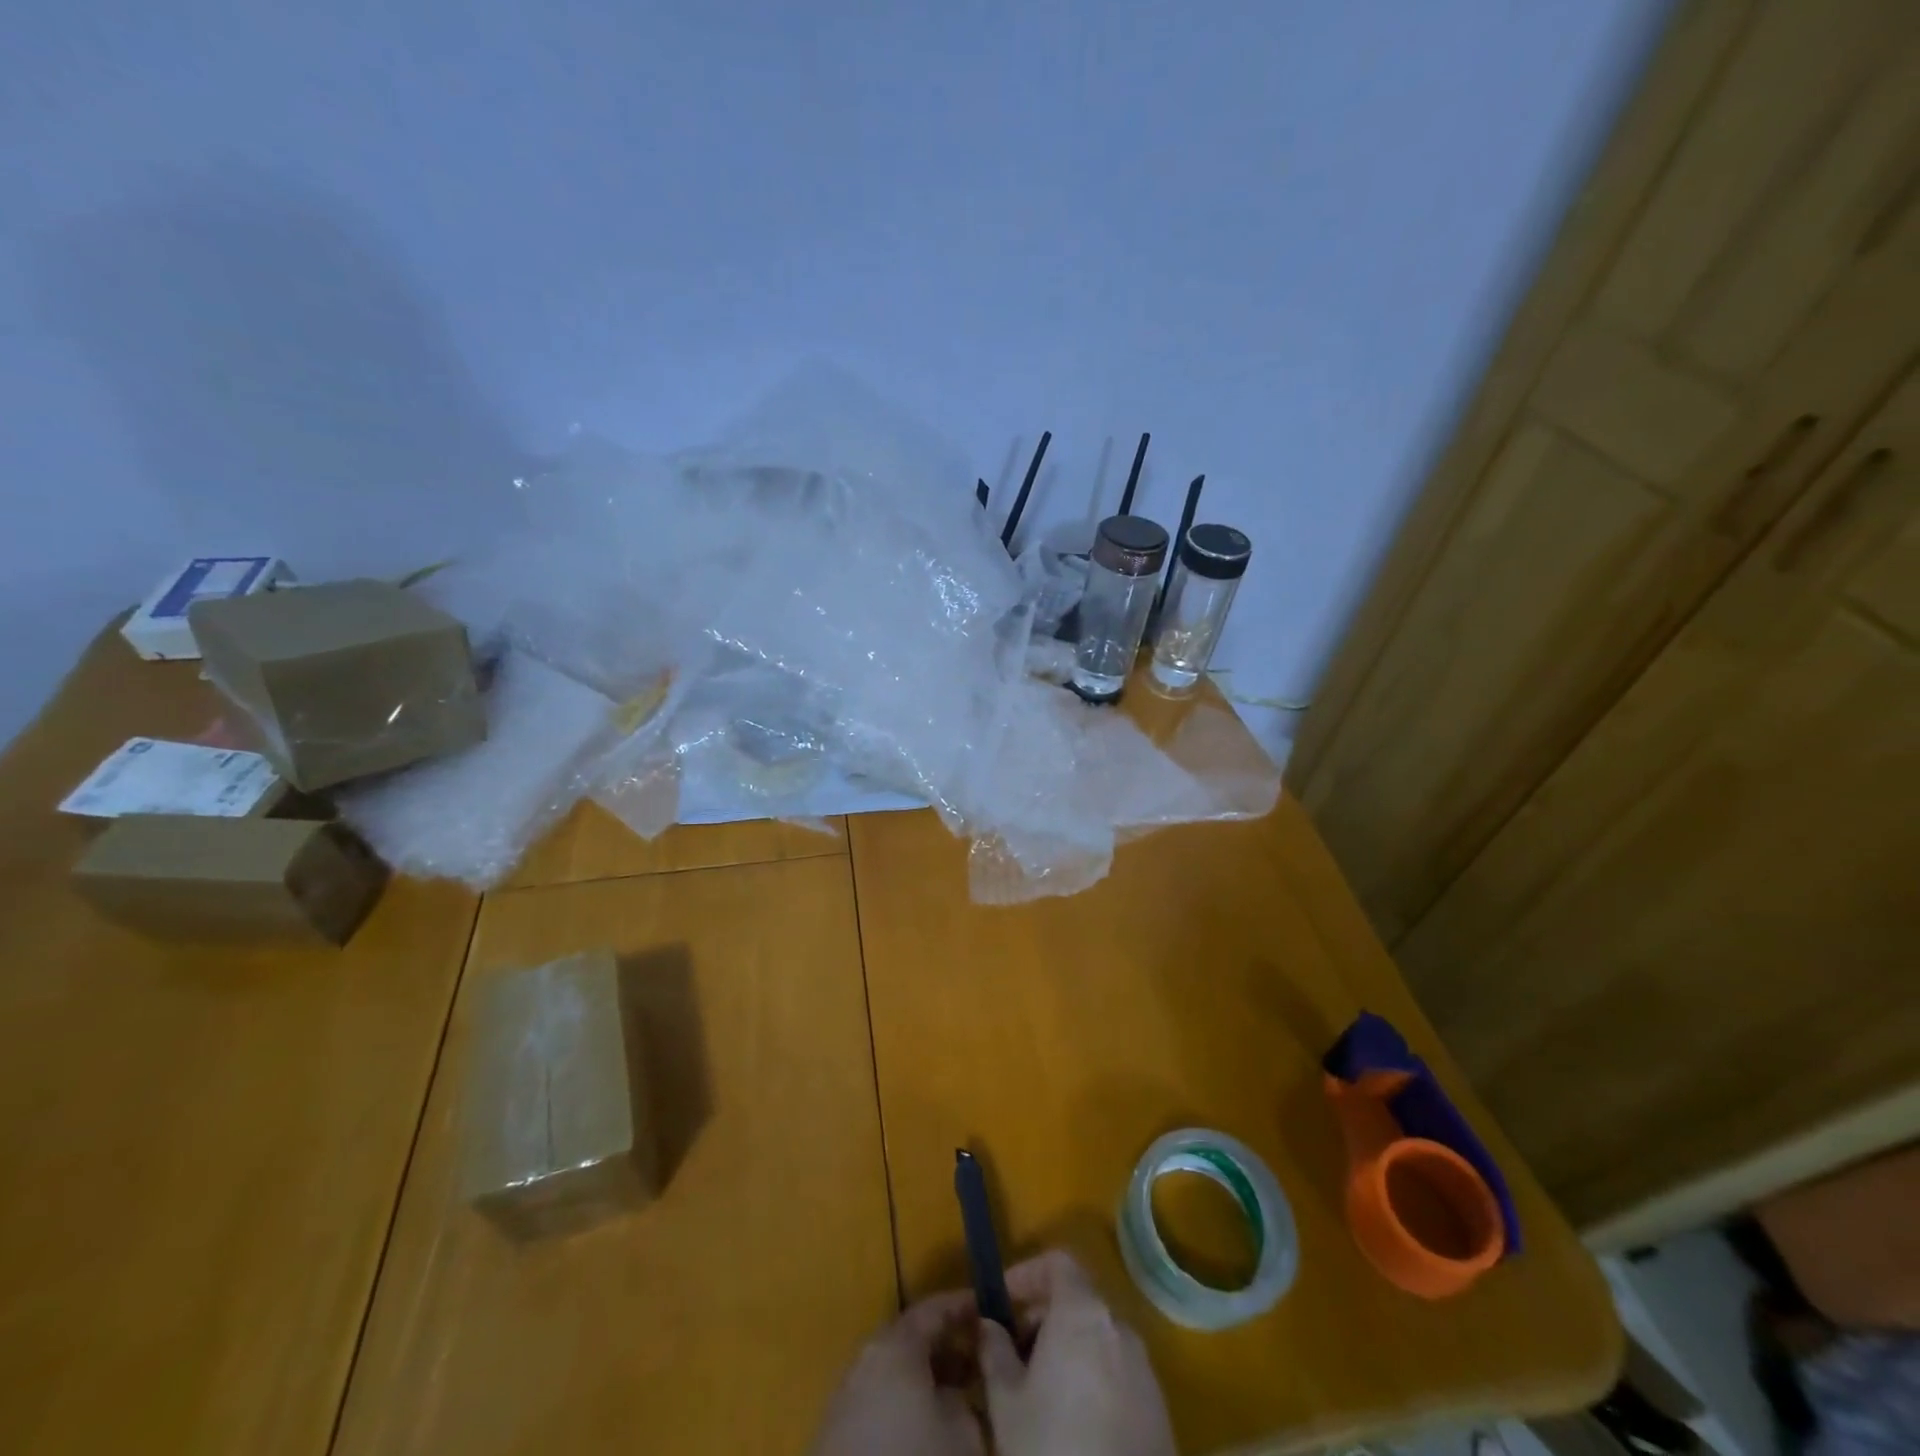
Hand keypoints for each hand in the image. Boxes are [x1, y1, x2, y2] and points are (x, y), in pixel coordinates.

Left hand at [810, 1289, 983, 1455]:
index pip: (934, 1308)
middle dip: (946, 1344)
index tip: (989, 1310)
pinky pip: (878, 1396)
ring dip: (925, 1376)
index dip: (963, 1307)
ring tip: (957, 1397)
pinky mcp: (836, 1428)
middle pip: (912, 1337)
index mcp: (895, 1345)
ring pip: (895, 1368)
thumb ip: (968, 1400)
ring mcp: (847, 1392)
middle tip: (979, 1358)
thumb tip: (963, 1392)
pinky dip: (903, 1399)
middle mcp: (867, 1356)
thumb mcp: (962, 1436)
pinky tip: (922, 1425)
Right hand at [978, 1250, 1176, 1455]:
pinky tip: (1076, 1425)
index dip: (1027, 1274)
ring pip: (1099, 1340)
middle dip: (1043, 1318)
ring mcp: (1145, 1370)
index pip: (1058, 1263)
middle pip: (1078, 1301)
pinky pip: (1119, 1375)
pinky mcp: (1160, 1412)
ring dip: (1069, 1350)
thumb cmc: (1050, 1451)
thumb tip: (989, 1325)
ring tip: (1041, 1394)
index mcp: (1083, 1313)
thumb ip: (994, 1351)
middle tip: (1015, 1354)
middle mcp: (1119, 1328)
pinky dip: (1094, 1380)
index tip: (1002, 1303)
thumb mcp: (1006, 1403)